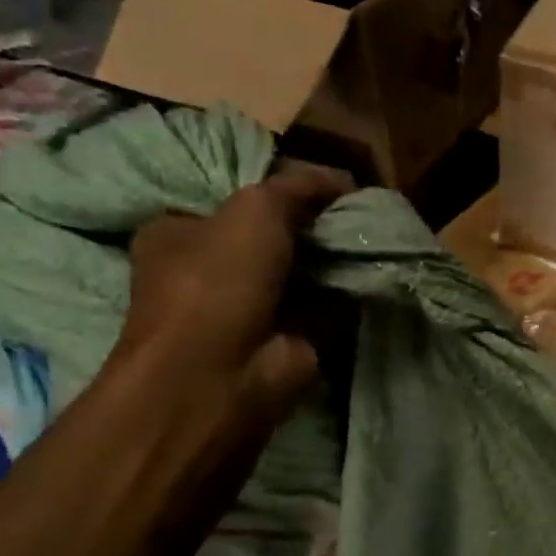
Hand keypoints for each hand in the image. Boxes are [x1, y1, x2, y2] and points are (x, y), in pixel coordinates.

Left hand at [111, 162, 352, 418]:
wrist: (225, 375)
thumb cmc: (218, 281)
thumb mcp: (256, 209)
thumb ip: (298, 186)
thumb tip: (343, 180)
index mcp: (180, 232)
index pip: (235, 198)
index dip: (279, 187)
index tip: (324, 183)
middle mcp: (210, 269)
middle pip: (274, 234)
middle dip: (313, 223)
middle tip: (356, 208)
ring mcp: (249, 307)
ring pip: (302, 269)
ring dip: (334, 256)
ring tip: (374, 232)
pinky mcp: (286, 338)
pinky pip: (324, 303)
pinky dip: (348, 291)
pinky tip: (375, 270)